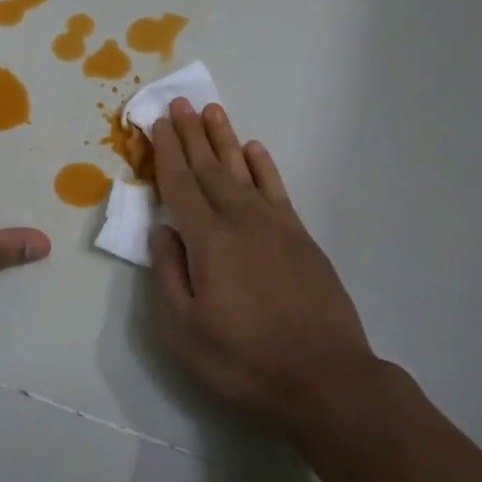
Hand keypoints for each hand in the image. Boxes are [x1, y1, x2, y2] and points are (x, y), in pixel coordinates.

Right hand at [148, 100, 375, 433]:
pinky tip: (255, 150)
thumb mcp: (184, 330)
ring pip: (242, 171)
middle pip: (209, 168)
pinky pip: (276, 189)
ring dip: (225, 139)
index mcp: (208, 240)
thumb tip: (162, 231)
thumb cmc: (244, 360)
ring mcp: (275, 226)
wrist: (324, 378)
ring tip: (212, 111)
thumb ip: (168, 275)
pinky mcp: (301, 237)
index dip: (166, 152)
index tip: (156, 122)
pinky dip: (263, 166)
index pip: (180, 184)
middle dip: (191, 134)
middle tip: (179, 103)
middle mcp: (241, 220)